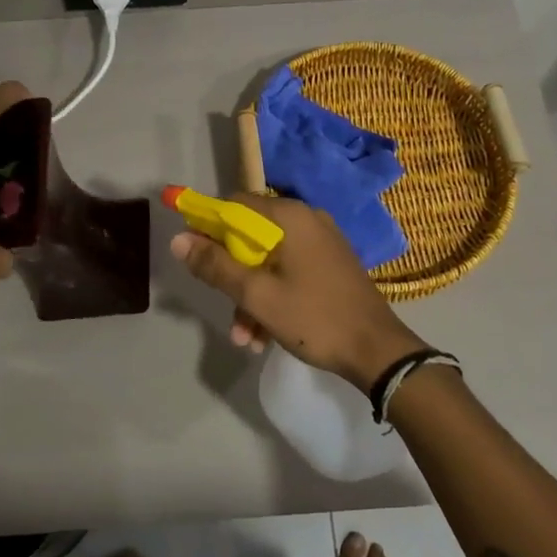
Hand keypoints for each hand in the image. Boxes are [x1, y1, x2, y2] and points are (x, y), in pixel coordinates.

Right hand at [170, 192, 425, 392]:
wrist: (377, 351)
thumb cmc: (314, 317)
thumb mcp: (257, 295)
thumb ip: (215, 265)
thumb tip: (178, 240)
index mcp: (290, 217)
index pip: (235, 205)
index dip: (209, 226)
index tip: (195, 255)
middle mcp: (307, 220)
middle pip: (251, 236)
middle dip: (231, 275)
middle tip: (223, 306)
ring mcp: (321, 244)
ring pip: (268, 261)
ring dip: (250, 297)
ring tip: (244, 338)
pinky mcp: (330, 266)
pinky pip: (289, 272)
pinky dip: (273, 298)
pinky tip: (263, 336)